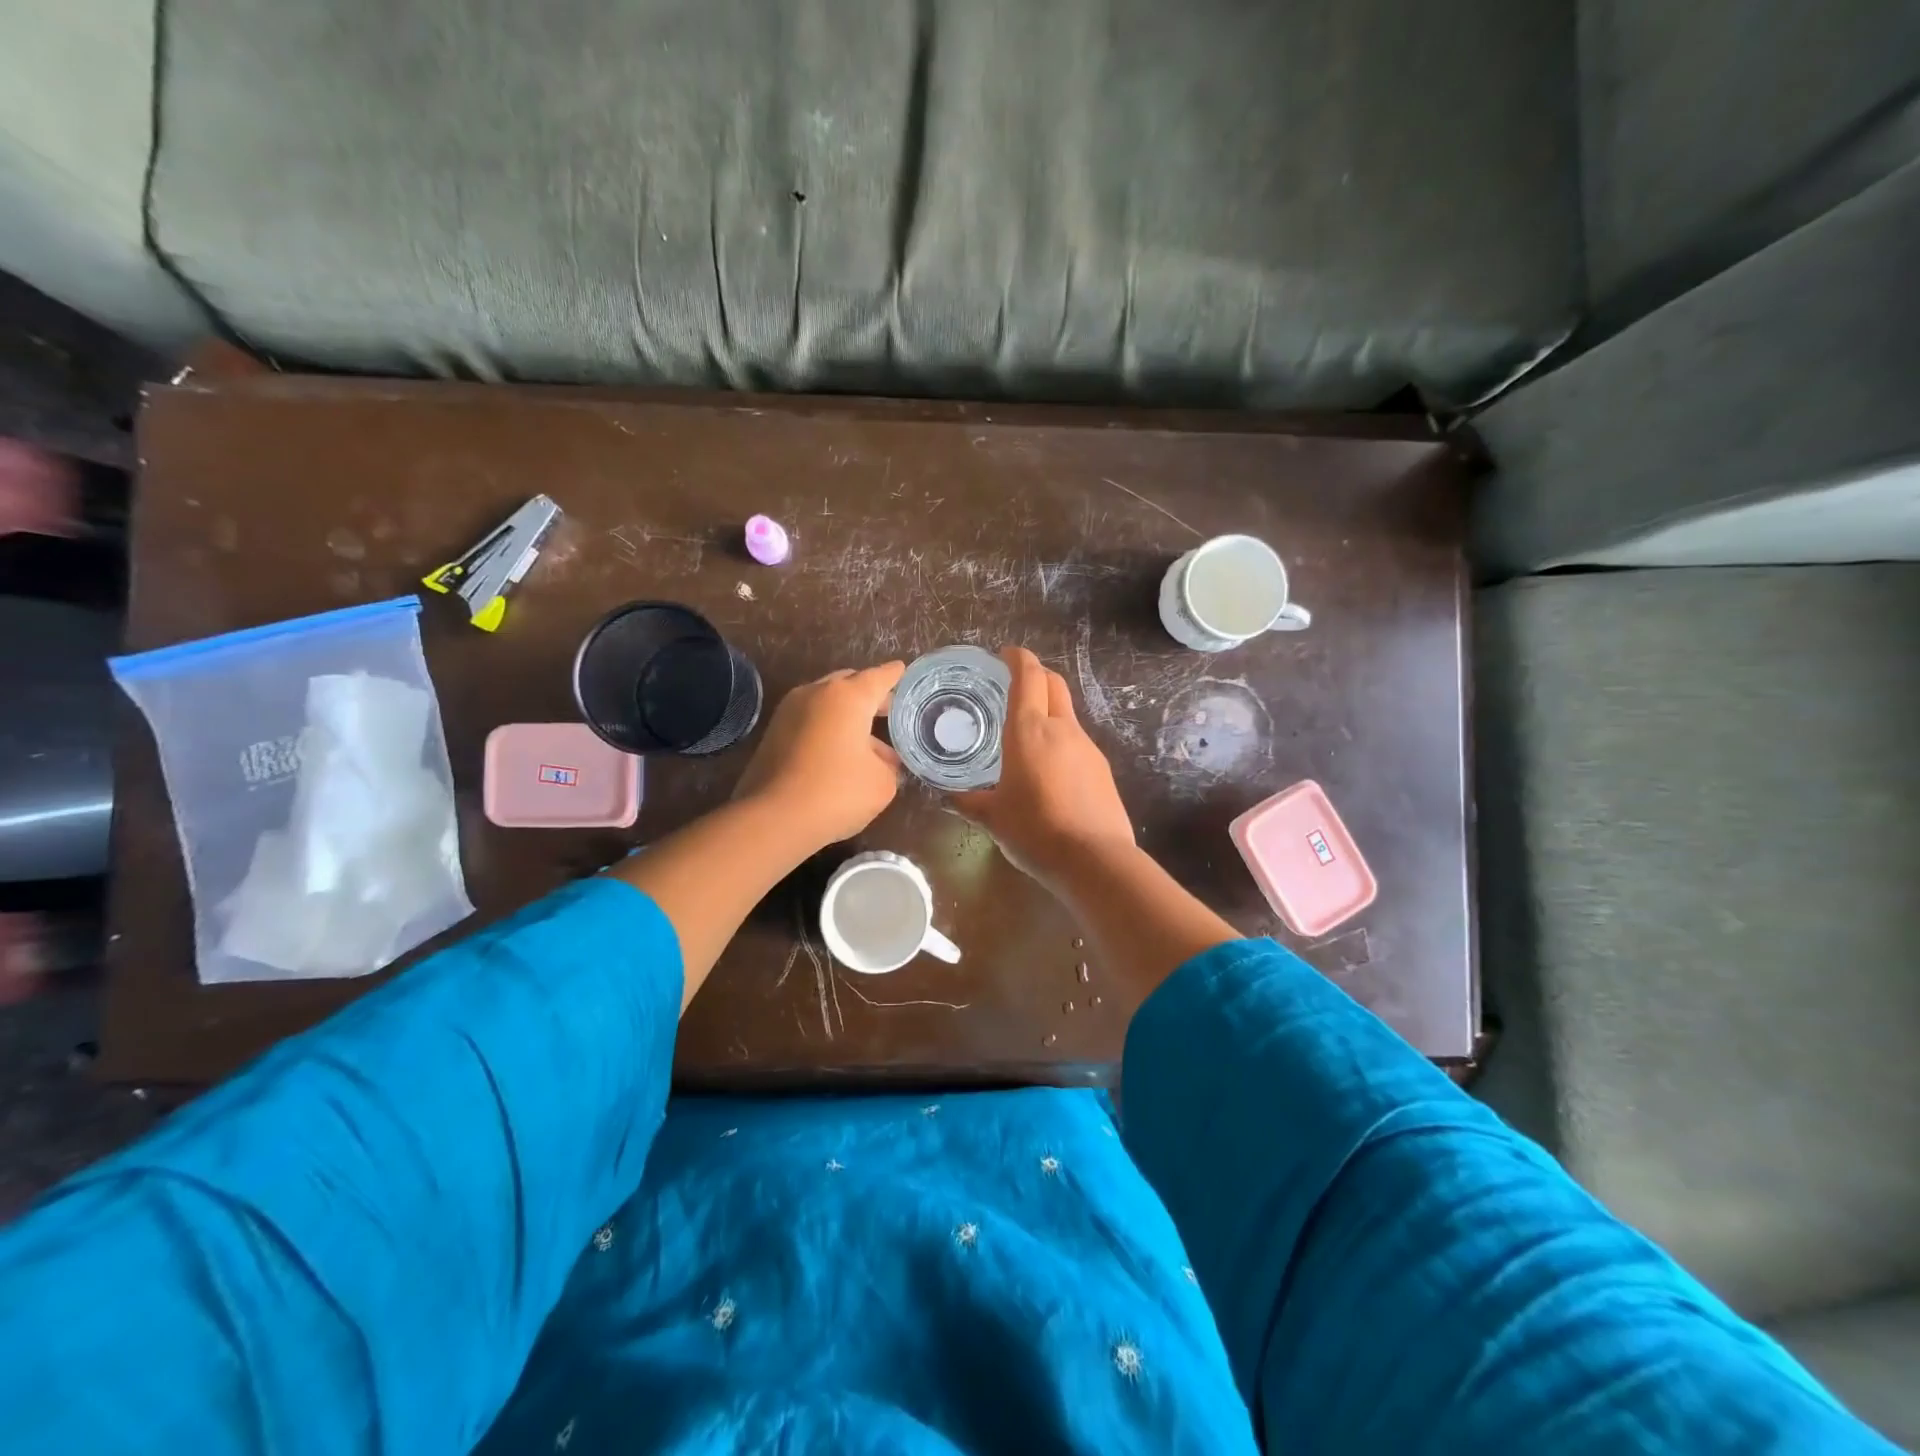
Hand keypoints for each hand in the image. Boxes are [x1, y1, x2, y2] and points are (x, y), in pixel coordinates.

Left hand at [732, 661, 905, 849]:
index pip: (879, 677)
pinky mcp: (773, 733)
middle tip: (889, 712)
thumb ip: (888, 764)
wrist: (773, 818)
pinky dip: (827, 728)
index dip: (895, 675)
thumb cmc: (837, 792)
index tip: (903, 670)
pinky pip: (810, 720)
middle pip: (849, 683)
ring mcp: (789, 711)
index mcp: (848, 697)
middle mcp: (816, 693)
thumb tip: (881, 760)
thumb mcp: (882, 783)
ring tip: (868, 742)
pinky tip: (840, 753)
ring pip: (827, 703)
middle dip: (869, 695)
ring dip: (847, 716)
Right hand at [952, 646, 1135, 889]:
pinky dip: (1061, 740)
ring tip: (1027, 734)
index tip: (1005, 655)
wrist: (1094, 860)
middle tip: (1015, 684)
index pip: (1028, 676)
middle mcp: (1061, 729)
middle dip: (1036, 674)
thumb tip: (950, 796)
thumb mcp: (993, 818)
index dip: (1018, 658)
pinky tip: (1049, 769)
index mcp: (1029, 731)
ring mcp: (1087, 747)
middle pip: (1053, 684)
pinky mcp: (1101, 768)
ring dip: (1049, 710)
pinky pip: (1077, 742)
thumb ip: (969, 802)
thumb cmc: (1035, 831)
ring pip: (1067, 713)